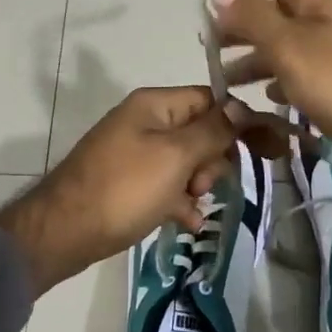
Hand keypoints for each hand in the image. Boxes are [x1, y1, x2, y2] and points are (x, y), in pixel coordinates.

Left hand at [0, 87, 239, 295]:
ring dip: (198, 184)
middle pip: (201, 132)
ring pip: (187, 163)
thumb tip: (243, 108)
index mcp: (155, 105)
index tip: (267, 149)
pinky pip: (167, 186)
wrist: (65, 231)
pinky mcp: (130, 184)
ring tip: (191, 205)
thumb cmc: (125, 188)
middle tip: (202, 184)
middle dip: (212, 160)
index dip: (240, 123)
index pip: (211, 100)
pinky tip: (188, 223)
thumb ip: (213, 131)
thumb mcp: (175, 156)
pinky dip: (179, 202)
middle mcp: (145, 123)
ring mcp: (136, 154)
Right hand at [212, 0, 331, 165]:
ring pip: (291, 38)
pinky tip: (270, 94)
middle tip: (210, 38)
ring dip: (257, 53)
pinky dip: (284, 72)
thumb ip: (253, 17)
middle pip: (279, 4)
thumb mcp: (290, 47)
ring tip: (227, 76)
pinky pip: (309, 62)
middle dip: (243, 19)